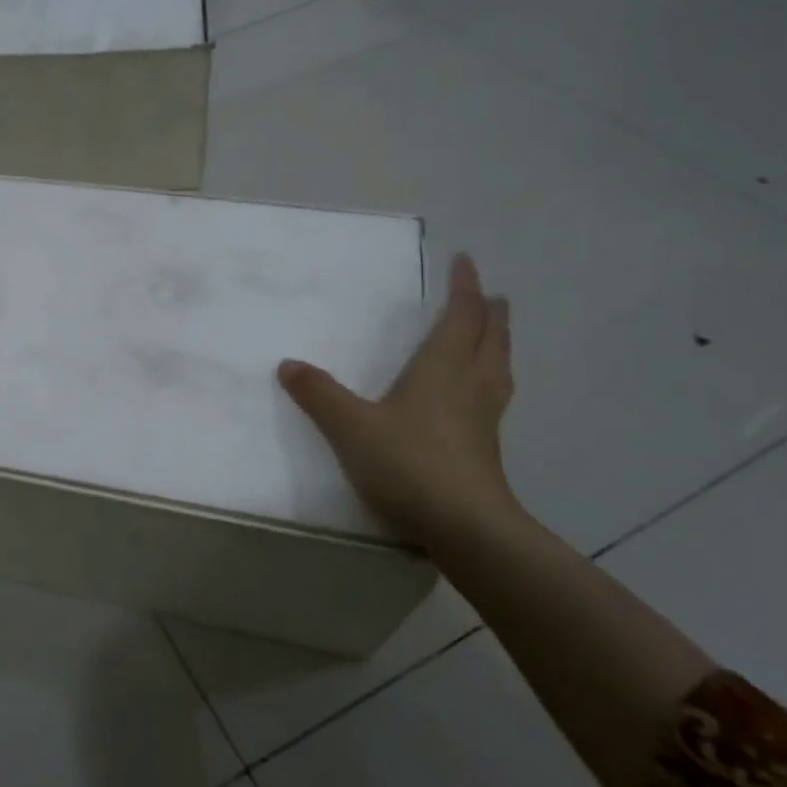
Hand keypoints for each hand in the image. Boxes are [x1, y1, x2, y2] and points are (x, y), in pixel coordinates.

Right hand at [278, 255, 520, 551]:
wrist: (464, 526)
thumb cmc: (408, 463)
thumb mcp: (350, 426)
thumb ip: (318, 394)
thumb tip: (288, 364)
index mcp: (442, 369)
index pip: (460, 317)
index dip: (464, 287)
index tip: (467, 261)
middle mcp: (470, 386)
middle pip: (490, 339)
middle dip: (490, 314)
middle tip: (491, 296)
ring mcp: (484, 419)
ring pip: (498, 369)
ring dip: (498, 344)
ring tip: (494, 336)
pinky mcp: (486, 449)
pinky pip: (494, 396)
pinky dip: (492, 379)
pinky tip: (478, 396)